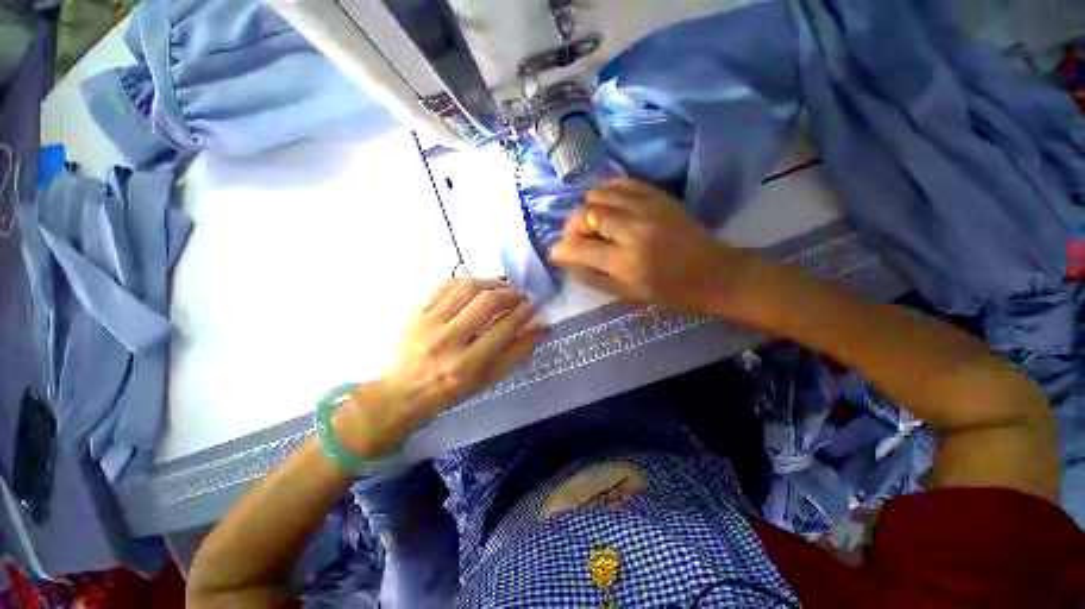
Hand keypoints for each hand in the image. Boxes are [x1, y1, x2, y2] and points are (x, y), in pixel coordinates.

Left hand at [379, 278, 542, 423]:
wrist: (404, 391)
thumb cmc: (452, 389)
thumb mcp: (489, 379)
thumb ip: (517, 353)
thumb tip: (541, 329)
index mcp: (468, 364)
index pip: (505, 327)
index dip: (525, 312)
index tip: (534, 305)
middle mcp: (448, 340)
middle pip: (487, 301)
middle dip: (511, 294)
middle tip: (520, 296)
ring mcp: (429, 322)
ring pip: (467, 287)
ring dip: (491, 283)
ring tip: (502, 289)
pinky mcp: (417, 312)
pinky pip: (446, 285)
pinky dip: (467, 282)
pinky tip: (478, 287)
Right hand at [551, 179, 746, 311]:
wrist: (713, 272)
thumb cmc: (668, 292)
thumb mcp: (626, 293)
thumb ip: (592, 276)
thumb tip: (566, 260)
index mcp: (625, 261)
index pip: (577, 248)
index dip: (560, 250)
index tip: (558, 253)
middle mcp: (632, 229)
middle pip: (583, 215)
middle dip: (571, 229)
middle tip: (577, 240)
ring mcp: (646, 207)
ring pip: (597, 195)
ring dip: (587, 211)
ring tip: (595, 225)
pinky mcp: (657, 195)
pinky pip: (618, 182)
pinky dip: (605, 193)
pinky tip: (608, 207)